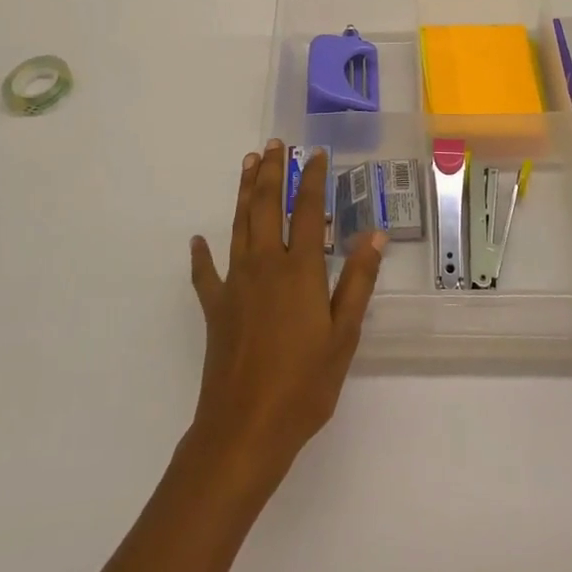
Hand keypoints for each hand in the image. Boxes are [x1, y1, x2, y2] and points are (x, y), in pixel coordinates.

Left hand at [187, 142, 385, 490]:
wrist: (245, 427)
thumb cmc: (304, 384)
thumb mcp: (344, 335)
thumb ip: (357, 281)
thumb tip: (374, 233)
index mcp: (299, 270)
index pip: (307, 211)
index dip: (312, 179)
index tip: (315, 153)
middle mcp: (264, 265)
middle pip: (266, 206)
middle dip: (272, 172)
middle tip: (274, 144)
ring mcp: (235, 284)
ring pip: (239, 225)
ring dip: (244, 193)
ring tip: (248, 165)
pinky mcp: (215, 308)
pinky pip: (206, 273)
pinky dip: (202, 255)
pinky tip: (197, 241)